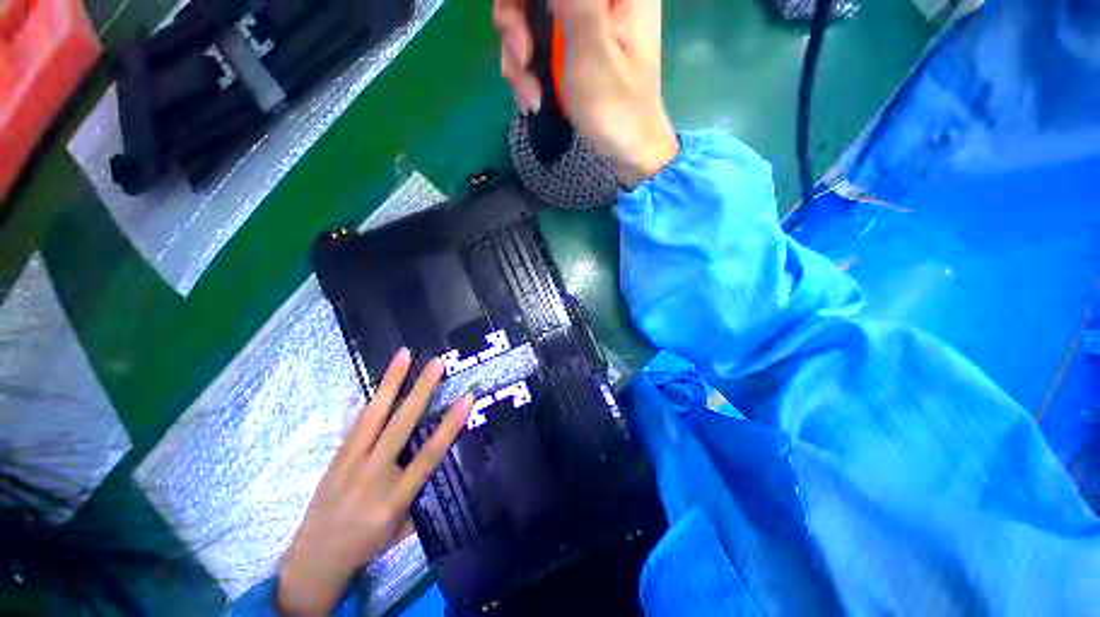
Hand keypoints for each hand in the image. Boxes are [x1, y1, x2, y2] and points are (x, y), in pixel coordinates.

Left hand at [277, 349, 471, 615]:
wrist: (313, 560)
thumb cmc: (367, 544)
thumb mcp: (403, 526)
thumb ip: (420, 491)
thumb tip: (437, 456)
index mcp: (394, 497)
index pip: (429, 454)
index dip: (450, 424)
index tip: (466, 398)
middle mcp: (372, 474)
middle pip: (401, 425)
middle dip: (421, 390)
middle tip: (436, 363)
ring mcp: (350, 462)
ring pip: (374, 414)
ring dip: (391, 382)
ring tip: (404, 355)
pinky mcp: (337, 455)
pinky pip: (358, 421)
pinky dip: (373, 398)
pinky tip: (380, 381)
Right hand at [494, 0, 678, 185]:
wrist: (627, 150)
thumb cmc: (616, 108)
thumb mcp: (591, 51)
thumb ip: (573, 0)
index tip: (521, 28)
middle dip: (516, 23)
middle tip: (522, 61)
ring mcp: (584, 17)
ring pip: (528, 13)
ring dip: (519, 56)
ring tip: (531, 94)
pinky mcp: (572, 42)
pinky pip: (535, 40)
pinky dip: (528, 69)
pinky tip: (533, 96)